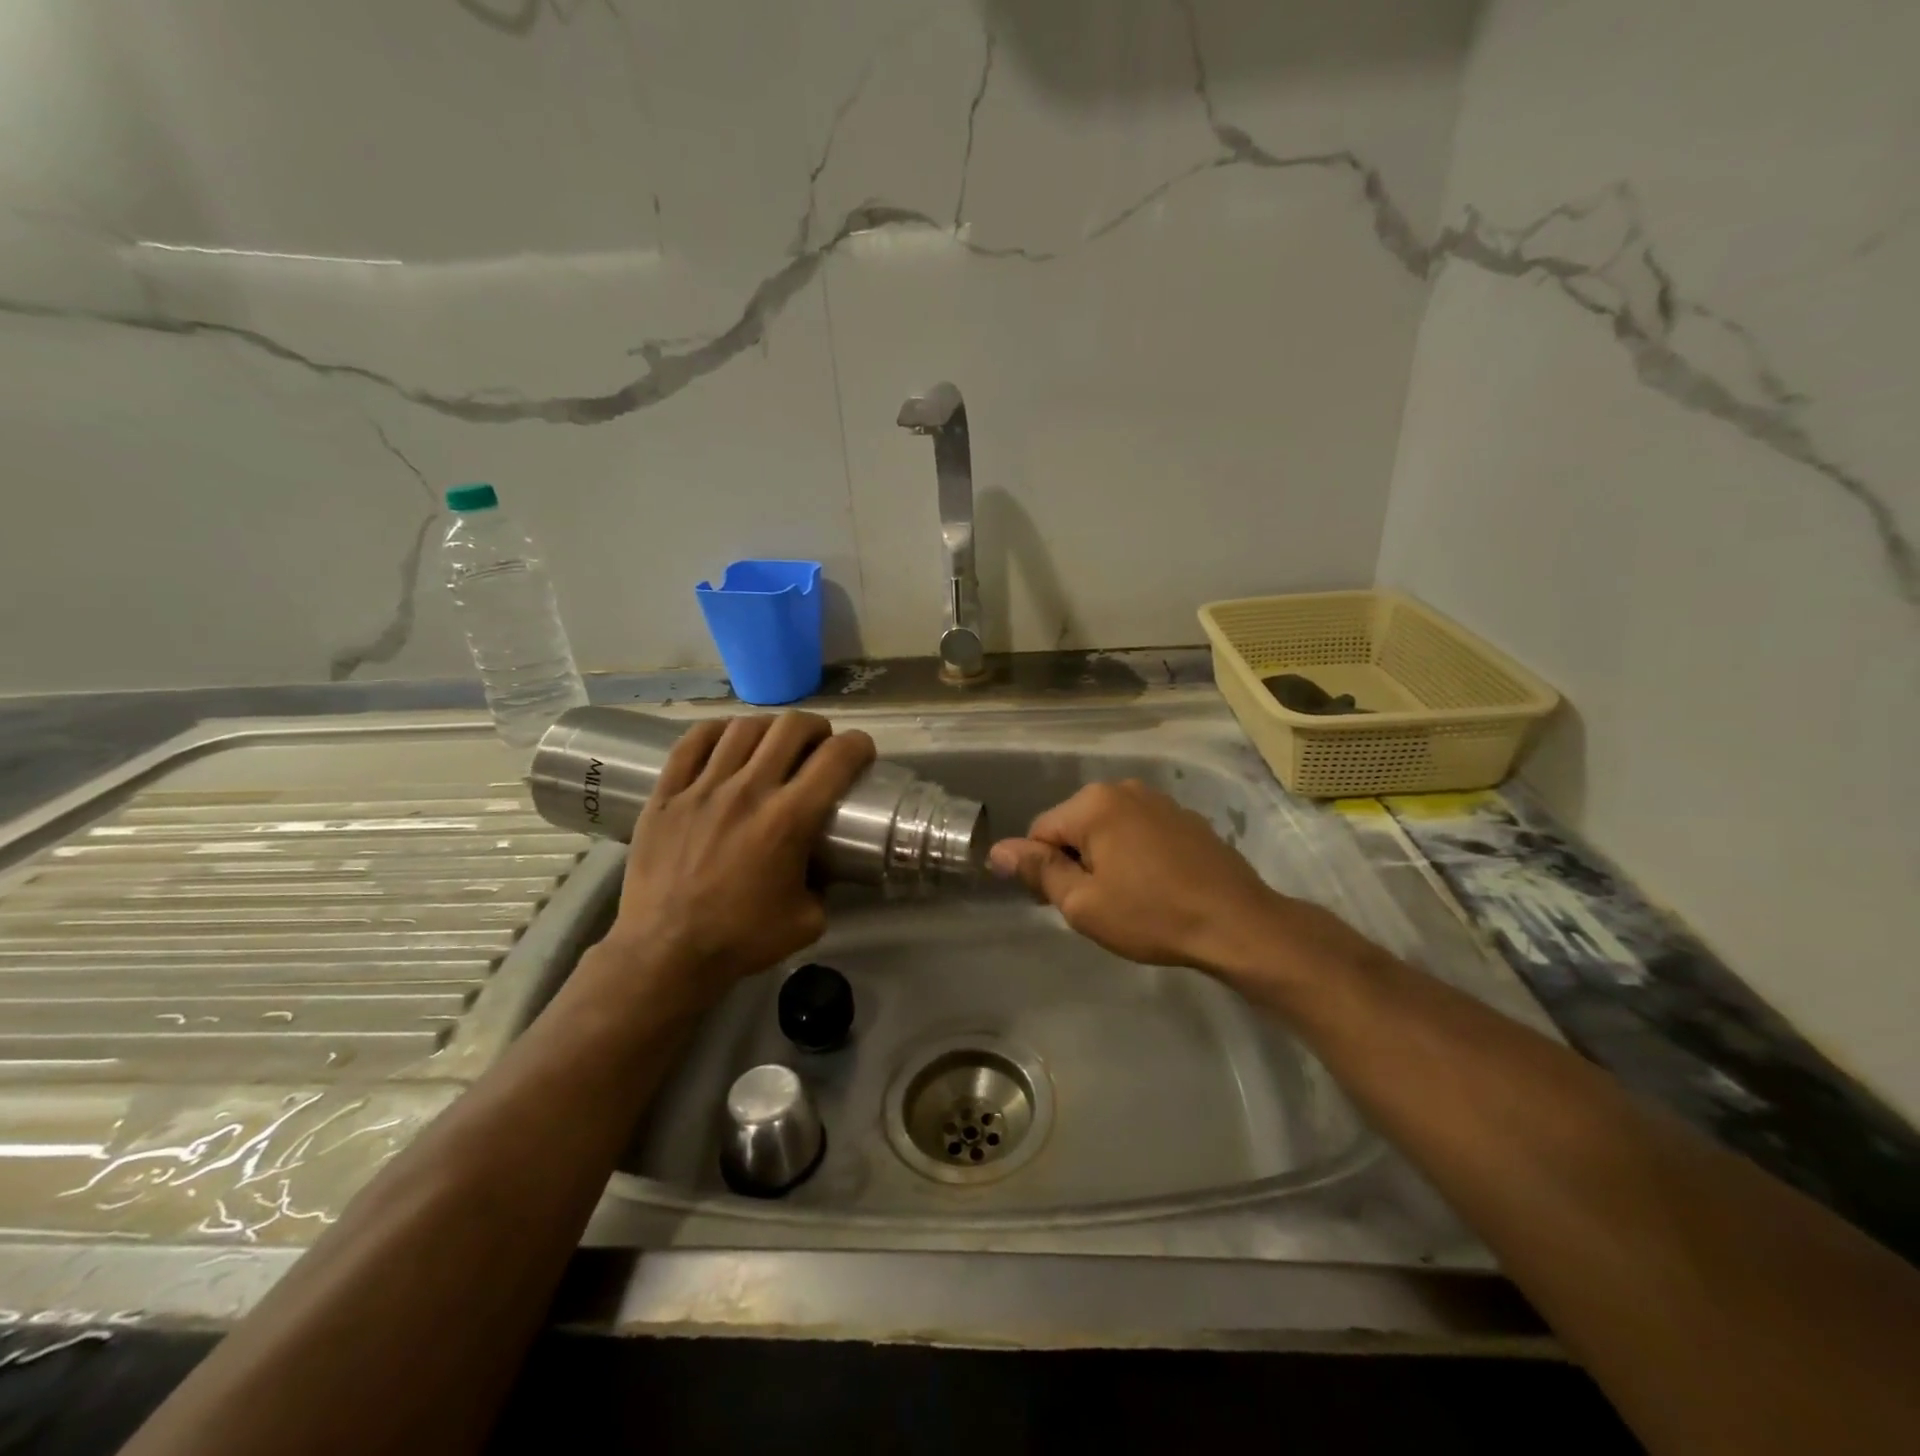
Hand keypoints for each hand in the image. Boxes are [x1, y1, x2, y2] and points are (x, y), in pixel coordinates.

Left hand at [599, 712, 875, 1001]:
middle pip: (791, 728)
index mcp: (789, 819)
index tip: (861, 751)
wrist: (666, 952)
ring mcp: (703, 788)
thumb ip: (824, 885)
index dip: (858, 745)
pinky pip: (692, 742)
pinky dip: (717, 731)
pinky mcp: (666, 794)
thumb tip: (824, 866)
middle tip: (820, 744)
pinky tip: (727, 739)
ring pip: (743, 728)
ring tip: (774, 742)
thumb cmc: (741, 938)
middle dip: (817, 728)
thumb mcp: (808, 920)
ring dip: (770, 728)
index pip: (836, 759)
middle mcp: (749, 791)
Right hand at [988, 779, 1314, 983]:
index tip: (1065, 904)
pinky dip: (1136, 854)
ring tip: (1129, 898)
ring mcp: (1159, 800)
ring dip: (1106, 858)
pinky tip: (1156, 886)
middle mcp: (1124, 789)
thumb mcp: (1083, 902)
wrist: (1237, 923)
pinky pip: (1140, 831)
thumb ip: (1038, 870)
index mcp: (1093, 803)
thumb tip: (997, 849)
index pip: (1040, 832)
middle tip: (1099, 905)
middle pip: (1074, 826)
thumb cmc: (1151, 915)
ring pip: (1108, 829)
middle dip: (1076, 862)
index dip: (1043, 871)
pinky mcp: (1185, 817)